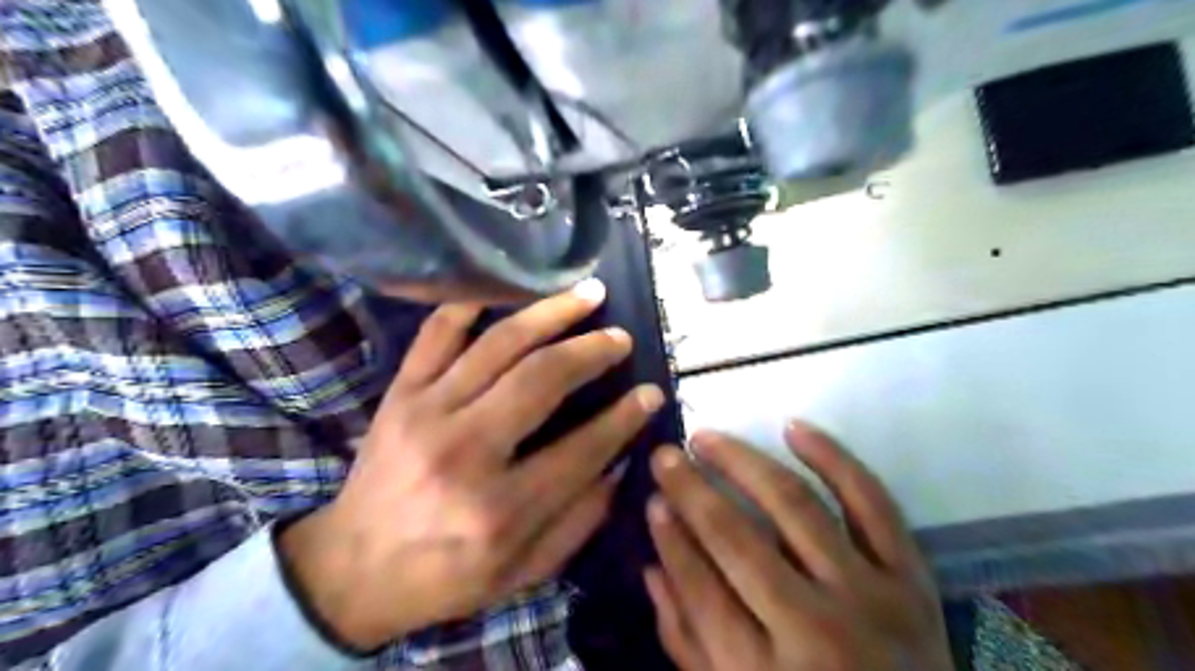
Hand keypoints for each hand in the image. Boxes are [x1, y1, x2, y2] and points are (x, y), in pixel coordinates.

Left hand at [284, 281, 668, 651]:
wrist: (352, 570)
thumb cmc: (446, 576)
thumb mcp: (524, 572)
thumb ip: (580, 519)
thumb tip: (620, 461)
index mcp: (500, 508)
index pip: (582, 448)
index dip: (625, 417)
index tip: (651, 393)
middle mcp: (465, 450)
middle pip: (542, 378)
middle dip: (592, 351)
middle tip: (621, 337)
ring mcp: (427, 412)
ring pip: (499, 343)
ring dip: (551, 313)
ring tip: (588, 295)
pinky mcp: (400, 393)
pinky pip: (436, 333)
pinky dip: (470, 303)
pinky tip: (504, 289)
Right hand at [645, 425, 953, 670]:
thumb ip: (687, 641)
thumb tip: (652, 566)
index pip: (700, 587)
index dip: (670, 538)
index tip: (651, 498)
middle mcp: (815, 629)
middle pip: (738, 539)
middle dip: (692, 490)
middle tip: (665, 455)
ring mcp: (870, 596)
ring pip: (796, 506)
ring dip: (744, 462)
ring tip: (706, 437)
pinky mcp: (911, 575)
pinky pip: (871, 501)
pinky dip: (832, 458)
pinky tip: (792, 427)